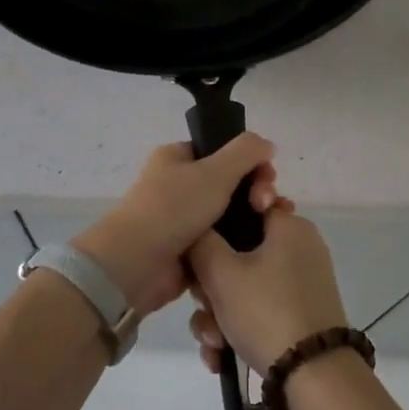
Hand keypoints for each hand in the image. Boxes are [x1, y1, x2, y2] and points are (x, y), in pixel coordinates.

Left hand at [70, 136, 278, 316]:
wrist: (136, 264)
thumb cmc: (173, 208)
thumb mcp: (214, 171)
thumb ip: (246, 151)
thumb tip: (267, 145)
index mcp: (177, 158)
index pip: (221, 151)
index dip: (250, 161)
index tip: (268, 176)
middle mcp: (178, 185)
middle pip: (230, 183)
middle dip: (255, 191)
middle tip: (266, 205)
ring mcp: (183, 220)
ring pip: (230, 214)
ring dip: (253, 219)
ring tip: (272, 227)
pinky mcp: (190, 251)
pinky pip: (222, 242)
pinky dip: (240, 244)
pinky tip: (261, 248)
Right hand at [186, 209, 348, 376]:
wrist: (315, 378)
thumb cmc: (266, 312)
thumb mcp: (220, 272)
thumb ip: (200, 241)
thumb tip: (196, 230)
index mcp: (289, 227)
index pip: (242, 209)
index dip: (212, 231)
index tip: (196, 257)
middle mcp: (300, 249)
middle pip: (238, 254)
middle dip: (210, 288)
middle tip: (203, 306)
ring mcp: (302, 284)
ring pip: (244, 288)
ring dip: (218, 316)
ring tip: (214, 344)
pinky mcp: (301, 315)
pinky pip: (259, 310)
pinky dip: (238, 330)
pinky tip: (221, 356)